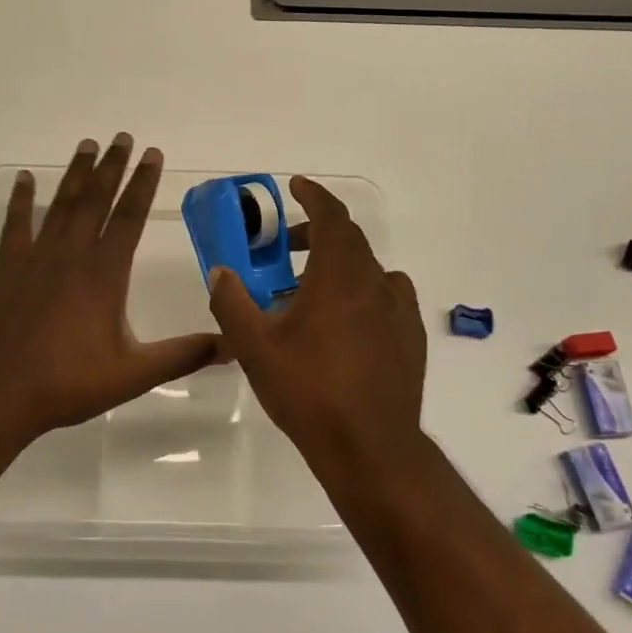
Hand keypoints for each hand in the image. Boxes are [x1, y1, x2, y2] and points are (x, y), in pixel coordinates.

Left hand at [0, 134, 220, 440]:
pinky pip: (16, 224)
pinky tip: (24, 179)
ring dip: (76, 173)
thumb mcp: (133, 374)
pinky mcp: (8, 268)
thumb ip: (183, 355)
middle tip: (122, 137)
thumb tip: (231, 344)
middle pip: (95, 199)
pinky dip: (21, 200)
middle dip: (112, 166)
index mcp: (104, 274)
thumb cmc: (68, 383)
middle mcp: (71, 255)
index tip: (153, 154)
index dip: (143, 184)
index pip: (129, 217)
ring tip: (87, 144)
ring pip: (61, 205)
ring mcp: (36, 258)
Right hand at [208, 176, 427, 482]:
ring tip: (309, 290)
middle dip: (317, 231)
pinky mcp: (410, 338)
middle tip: (286, 243)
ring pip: (368, 269)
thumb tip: (221, 272)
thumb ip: (232, 302)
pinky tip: (344, 324)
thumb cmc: (308, 390)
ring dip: (338, 265)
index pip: (332, 217)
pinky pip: (386, 297)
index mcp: (339, 276)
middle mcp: (375, 283)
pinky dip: (362, 292)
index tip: (296, 186)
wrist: (369, 447)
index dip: (314, 195)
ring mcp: (399, 311)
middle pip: (349, 240)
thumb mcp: (255, 347)